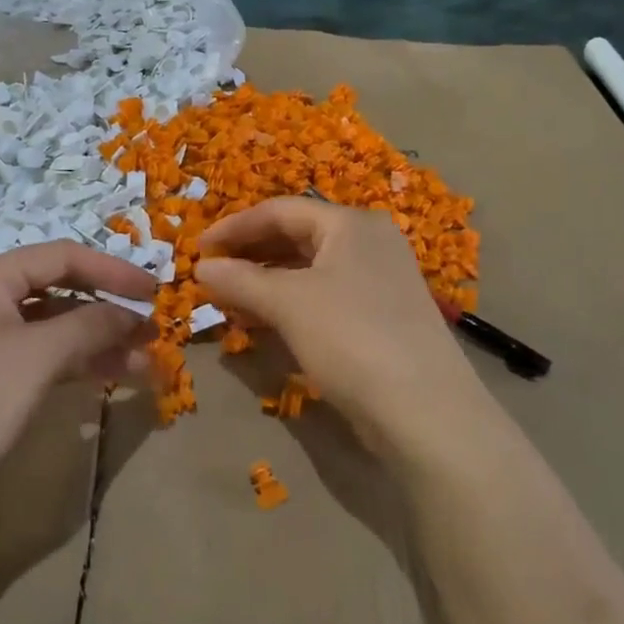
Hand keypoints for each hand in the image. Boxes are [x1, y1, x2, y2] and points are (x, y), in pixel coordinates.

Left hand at [0, 242, 152, 554]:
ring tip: (142, 366)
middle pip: (59, 292)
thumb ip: (91, 326)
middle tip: (152, 337)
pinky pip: (38, 360)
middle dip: (108, 312)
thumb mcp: (36, 357)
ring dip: (97, 343)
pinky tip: (105, 379)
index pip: (63, 257)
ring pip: (51, 330)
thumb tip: (132, 314)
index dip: (113, 272)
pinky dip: (73, 366)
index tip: (156, 293)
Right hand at [197, 198, 484, 457]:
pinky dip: (290, 304)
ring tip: (230, 301)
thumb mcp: (288, 304)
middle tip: (211, 276)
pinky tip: (265, 323)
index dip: (234, 227)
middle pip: (296, 236)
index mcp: (350, 224)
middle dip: (250, 255)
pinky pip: (324, 297)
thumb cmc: (351, 338)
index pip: (280, 211)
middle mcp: (369, 243)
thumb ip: (241, 280)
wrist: (426, 413)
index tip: (197, 249)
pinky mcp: (381, 317)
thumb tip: (201, 267)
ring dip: (266, 282)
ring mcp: (379, 281)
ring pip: (309, 270)